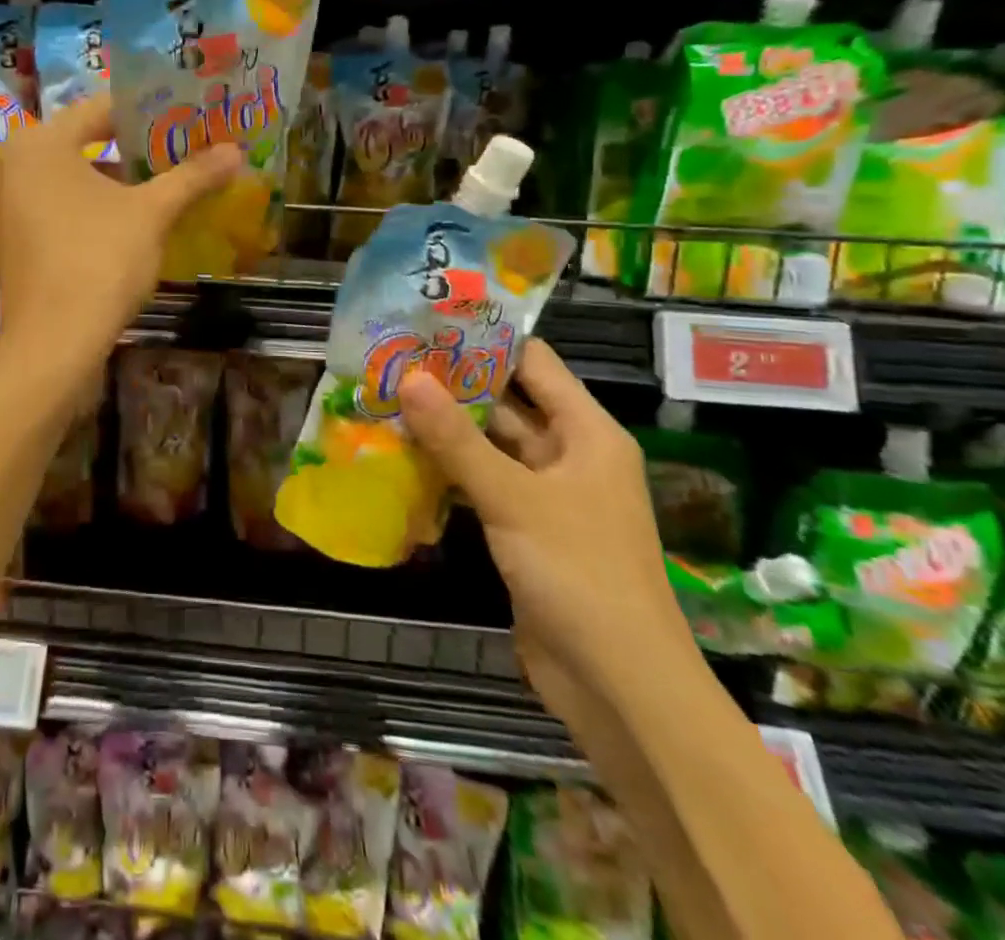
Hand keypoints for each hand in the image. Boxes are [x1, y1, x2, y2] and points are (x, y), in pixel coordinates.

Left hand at [0, 95, 237, 373]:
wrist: (54, 345)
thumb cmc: (98, 261)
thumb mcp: (151, 213)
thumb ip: (191, 176)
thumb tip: (236, 152)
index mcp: (39, 143)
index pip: (101, 108)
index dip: (149, 111)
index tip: (186, 117)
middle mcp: (15, 166)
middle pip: (86, 143)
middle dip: (136, 148)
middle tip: (183, 149)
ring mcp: (10, 207)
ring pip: (73, 179)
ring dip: (118, 181)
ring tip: (166, 184)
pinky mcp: (16, 242)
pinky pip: (61, 208)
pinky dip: (94, 209)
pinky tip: (131, 223)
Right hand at [398, 340, 691, 725]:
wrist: (618, 685)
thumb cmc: (579, 574)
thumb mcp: (513, 498)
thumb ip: (457, 439)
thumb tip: (409, 377)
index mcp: (586, 433)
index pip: (534, 364)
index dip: (486, 339)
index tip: (430, 320)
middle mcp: (569, 456)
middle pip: (507, 404)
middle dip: (453, 385)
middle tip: (392, 358)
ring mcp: (546, 496)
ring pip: (489, 447)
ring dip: (445, 430)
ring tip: (385, 397)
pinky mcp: (525, 531)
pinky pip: (483, 485)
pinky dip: (448, 471)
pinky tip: (401, 456)